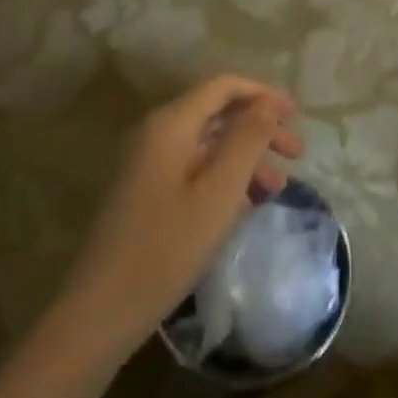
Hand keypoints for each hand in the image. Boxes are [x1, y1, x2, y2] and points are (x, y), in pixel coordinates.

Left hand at [59, 76, 301, 356]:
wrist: (101, 310)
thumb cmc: (167, 248)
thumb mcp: (219, 192)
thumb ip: (247, 140)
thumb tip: (268, 103)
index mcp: (171, 124)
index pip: (223, 86)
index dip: (263, 94)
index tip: (297, 115)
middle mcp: (156, 133)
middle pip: (217, 113)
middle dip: (260, 128)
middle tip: (297, 154)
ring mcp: (147, 163)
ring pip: (208, 143)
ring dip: (247, 156)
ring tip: (279, 187)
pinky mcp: (145, 191)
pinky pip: (194, 167)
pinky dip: (225, 176)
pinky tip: (247, 203)